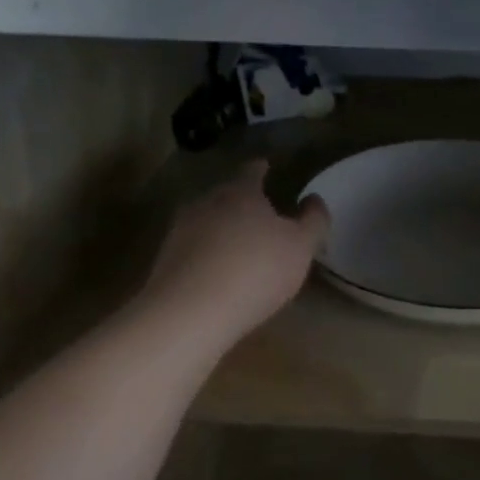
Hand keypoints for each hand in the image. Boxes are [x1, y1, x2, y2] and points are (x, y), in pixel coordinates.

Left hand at [143, 161, 328, 349]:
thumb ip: (313, 221)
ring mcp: (180, 231)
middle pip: (226, 195)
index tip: (267, 167)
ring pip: (207, 222)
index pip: (251, 170)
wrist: (189, 312)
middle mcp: (206, 203)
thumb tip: (314, 200)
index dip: (261, 169)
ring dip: (222, 230)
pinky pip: (194, 250)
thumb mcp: (301, 247)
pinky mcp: (166, 261)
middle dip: (242, 202)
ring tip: (240, 247)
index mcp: (240, 192)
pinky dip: (207, 255)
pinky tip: (219, 275)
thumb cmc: (255, 270)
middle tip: (260, 215)